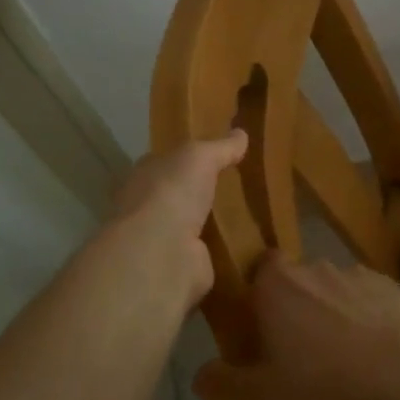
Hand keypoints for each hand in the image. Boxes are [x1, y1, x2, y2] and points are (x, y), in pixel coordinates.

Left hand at [101, 131, 248, 313]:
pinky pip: (211, 253)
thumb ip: (220, 147)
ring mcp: (165, 240)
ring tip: (254, 215)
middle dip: (204, 193)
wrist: (162, 253)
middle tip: (241, 186)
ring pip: (196, 226)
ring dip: (216, 223)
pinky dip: (226, 250)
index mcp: (146, 176)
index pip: (166, 162)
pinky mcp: (185, 267)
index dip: (188, 159)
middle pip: (181, 196)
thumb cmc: (172, 193)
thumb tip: (241, 133)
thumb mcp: (199, 157)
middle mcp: (150, 208)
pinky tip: (251, 244)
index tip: (216, 156)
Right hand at [192, 254, 399, 399]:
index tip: (263, 328)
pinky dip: (366, 318)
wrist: (396, 381)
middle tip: (298, 351)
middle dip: (296, 307)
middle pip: (297, 281)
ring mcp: (355, 273)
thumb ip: (220, 385)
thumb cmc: (317, 386)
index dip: (260, 295)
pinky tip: (371, 352)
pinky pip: (368, 299)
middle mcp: (313, 267)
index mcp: (275, 284)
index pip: (259, 269)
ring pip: (333, 289)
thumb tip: (202, 374)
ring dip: (332, 312)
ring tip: (339, 357)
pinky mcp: (389, 287)